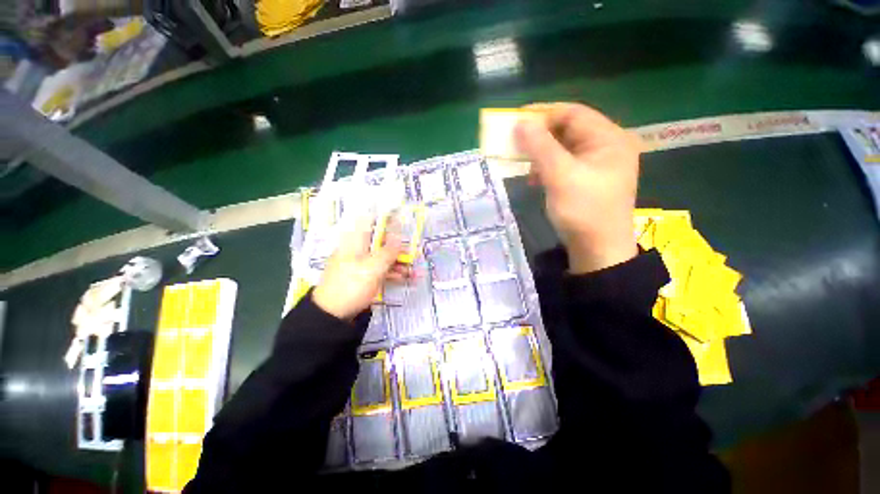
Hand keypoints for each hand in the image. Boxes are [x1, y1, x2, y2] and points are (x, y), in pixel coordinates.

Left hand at [312, 215, 409, 320]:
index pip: (371, 222)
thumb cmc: (351, 286)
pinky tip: (407, 277)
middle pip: (381, 242)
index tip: (403, 223)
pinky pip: (381, 270)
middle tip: (414, 254)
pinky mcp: (364, 276)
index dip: (387, 221)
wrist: (332, 314)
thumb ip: (388, 251)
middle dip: (399, 248)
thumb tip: (399, 236)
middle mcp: (358, 250)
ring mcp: (362, 264)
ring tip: (415, 270)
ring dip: (400, 263)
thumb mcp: (372, 268)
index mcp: (355, 241)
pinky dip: (393, 273)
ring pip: (383, 257)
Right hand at [515, 103, 639, 273]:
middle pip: (568, 130)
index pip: (573, 113)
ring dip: (541, 154)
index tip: (515, 120)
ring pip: (563, 148)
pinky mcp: (587, 179)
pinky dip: (547, 168)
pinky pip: (564, 164)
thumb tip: (520, 123)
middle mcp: (607, 146)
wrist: (597, 250)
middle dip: (539, 136)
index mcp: (609, 139)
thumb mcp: (560, 176)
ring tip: (524, 165)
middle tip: (515, 143)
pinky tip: (535, 179)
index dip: (543, 114)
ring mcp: (597, 164)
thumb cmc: (583, 211)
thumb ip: (540, 147)